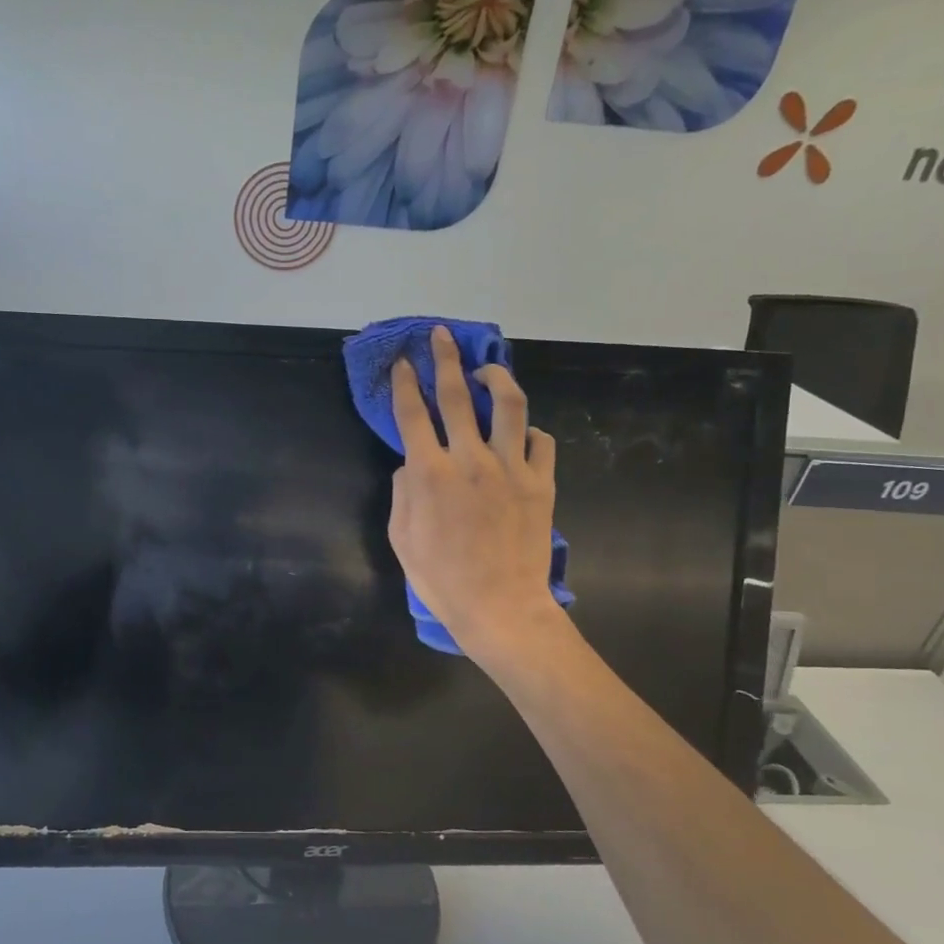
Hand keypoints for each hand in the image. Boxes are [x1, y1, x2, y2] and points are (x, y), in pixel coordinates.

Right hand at [387, 326, 565, 665]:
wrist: (499, 607)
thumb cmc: (442, 580)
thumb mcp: (402, 540)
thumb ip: (403, 494)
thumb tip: (412, 464)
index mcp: (430, 474)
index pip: (413, 415)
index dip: (406, 384)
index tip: (404, 363)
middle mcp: (470, 460)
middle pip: (457, 395)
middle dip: (446, 359)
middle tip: (440, 336)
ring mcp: (511, 469)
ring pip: (510, 406)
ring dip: (497, 378)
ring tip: (488, 369)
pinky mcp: (541, 483)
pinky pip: (541, 443)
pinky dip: (530, 432)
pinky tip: (522, 434)